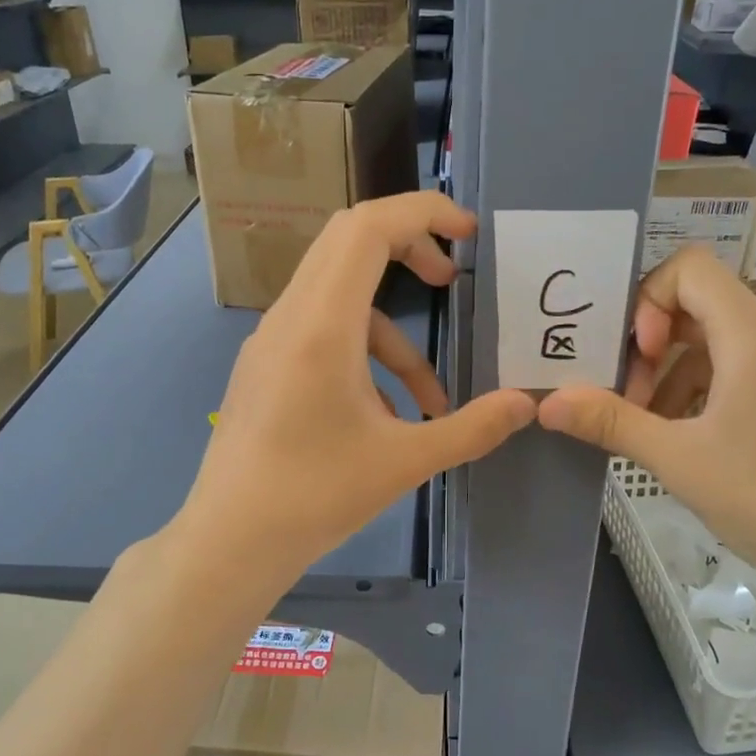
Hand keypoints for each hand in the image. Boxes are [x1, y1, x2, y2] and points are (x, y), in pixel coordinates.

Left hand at [181, 192, 536, 583]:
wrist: (229, 542)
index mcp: (321, 324)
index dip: (423, 213)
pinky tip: (384, 419)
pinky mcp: (265, 367)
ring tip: (430, 404)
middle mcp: (290, 317)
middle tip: (452, 279)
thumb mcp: (405, 462)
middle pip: (349, 243)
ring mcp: (271, 341)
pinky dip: (363, 358)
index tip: (469, 235)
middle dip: (409, 250)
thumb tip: (526, 404)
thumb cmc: (315, 496)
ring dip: (394, 338)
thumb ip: (472, 428)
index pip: (368, 227)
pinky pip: (321, 334)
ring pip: (340, 300)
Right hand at [537, 245, 755, 606]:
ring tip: (658, 433)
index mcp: (755, 334)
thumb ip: (609, 421)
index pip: (690, 268)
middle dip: (654, 350)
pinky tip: (698, 444)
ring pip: (724, 345)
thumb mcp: (676, 458)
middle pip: (703, 309)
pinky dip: (712, 392)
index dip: (648, 301)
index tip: (637, 359)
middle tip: (631, 405)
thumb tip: (546, 404)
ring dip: (679, 378)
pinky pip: (751, 371)